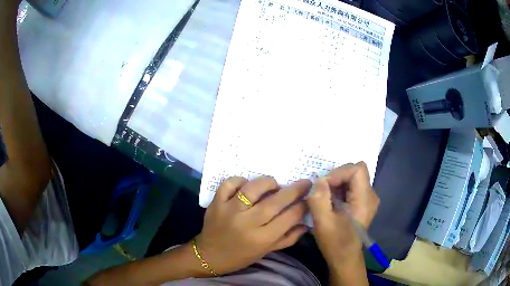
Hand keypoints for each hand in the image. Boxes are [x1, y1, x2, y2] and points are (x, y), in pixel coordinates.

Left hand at [195, 176, 310, 275]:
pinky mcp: (216, 203)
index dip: (303, 206)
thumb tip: (306, 223)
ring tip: (274, 184)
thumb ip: (288, 238)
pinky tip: (245, 185)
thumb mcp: (266, 251)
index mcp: (262, 239)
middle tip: (304, 182)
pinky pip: (229, 183)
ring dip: (268, 183)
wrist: (209, 256)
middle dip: (295, 190)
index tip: (309, 198)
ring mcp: (229, 210)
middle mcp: (247, 223)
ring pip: (253, 188)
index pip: (289, 217)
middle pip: (276, 201)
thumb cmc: (240, 257)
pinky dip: (239, 180)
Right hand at [307, 162, 378, 268]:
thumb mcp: (323, 223)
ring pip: (352, 177)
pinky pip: (351, 186)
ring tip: (324, 198)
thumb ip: (320, 199)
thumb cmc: (335, 243)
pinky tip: (330, 202)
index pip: (357, 169)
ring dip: (336, 184)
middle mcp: (370, 195)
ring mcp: (367, 199)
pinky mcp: (362, 202)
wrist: (345, 258)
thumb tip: (319, 179)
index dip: (339, 172)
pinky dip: (338, 189)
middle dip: (336, 177)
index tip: (323, 185)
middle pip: (355, 171)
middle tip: (321, 191)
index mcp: (365, 200)